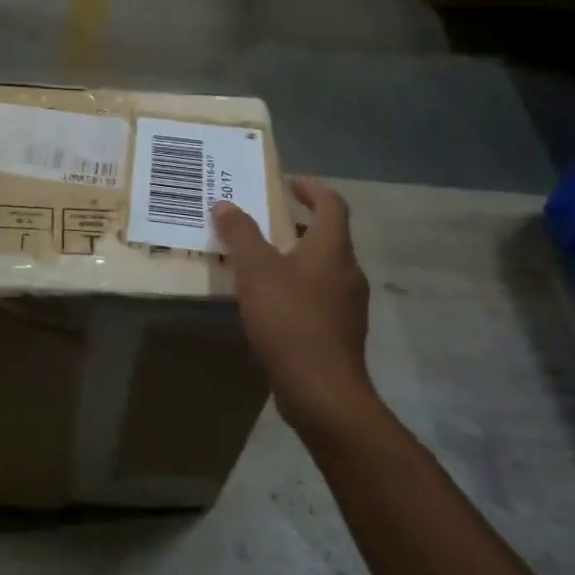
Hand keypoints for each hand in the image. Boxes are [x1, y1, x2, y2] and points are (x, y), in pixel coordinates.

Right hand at [213, 177, 373, 440]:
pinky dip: (297, 288)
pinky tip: (270, 304)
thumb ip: (240, 234)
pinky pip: (319, 297)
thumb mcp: (256, 270)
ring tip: (260, 263)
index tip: (288, 183)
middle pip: (328, 236)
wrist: (322, 391)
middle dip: (296, 225)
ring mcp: (348, 305)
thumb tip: (225, 204)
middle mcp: (348, 271)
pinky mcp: (341, 333)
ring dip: (295, 258)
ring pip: (323, 269)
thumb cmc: (289, 319)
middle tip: (263, 222)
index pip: (332, 204)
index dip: (311, 188)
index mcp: (332, 248)